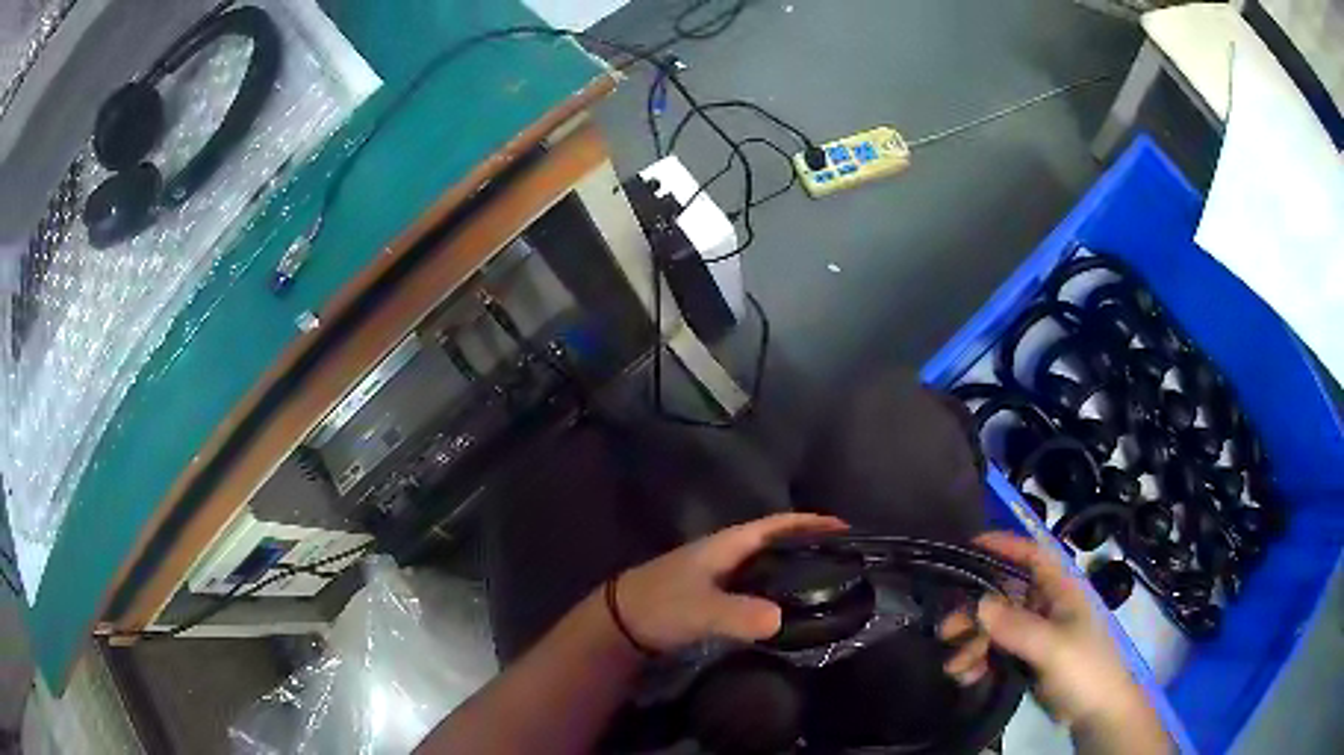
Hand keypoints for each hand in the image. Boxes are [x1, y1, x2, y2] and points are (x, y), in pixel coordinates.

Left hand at [612, 513, 847, 652]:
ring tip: (828, 582)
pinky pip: (755, 586)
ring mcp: (718, 574)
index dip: (810, 523)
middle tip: (845, 560)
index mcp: (727, 545)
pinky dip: (776, 590)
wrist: (618, 624)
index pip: (777, 524)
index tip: (845, 528)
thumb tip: (780, 619)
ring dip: (794, 569)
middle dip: (809, 545)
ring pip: (766, 565)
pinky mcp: (712, 595)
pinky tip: (789, 607)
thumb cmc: (660, 605)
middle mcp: (726, 553)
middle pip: (776, 542)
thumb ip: (738, 614)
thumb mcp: (701, 609)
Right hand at [939, 533, 1155, 730]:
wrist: (1097, 713)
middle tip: (945, 631)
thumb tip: (979, 603)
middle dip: (974, 612)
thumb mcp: (1053, 648)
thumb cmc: (1084, 669)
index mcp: (1061, 590)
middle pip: (1005, 595)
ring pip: (996, 628)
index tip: (968, 546)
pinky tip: (967, 677)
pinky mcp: (1028, 659)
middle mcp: (1047, 606)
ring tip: (954, 668)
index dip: (1004, 545)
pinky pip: (997, 652)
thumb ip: (1017, 626)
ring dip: (972, 644)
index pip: (1032, 555)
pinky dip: (979, 662)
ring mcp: (1037, 634)